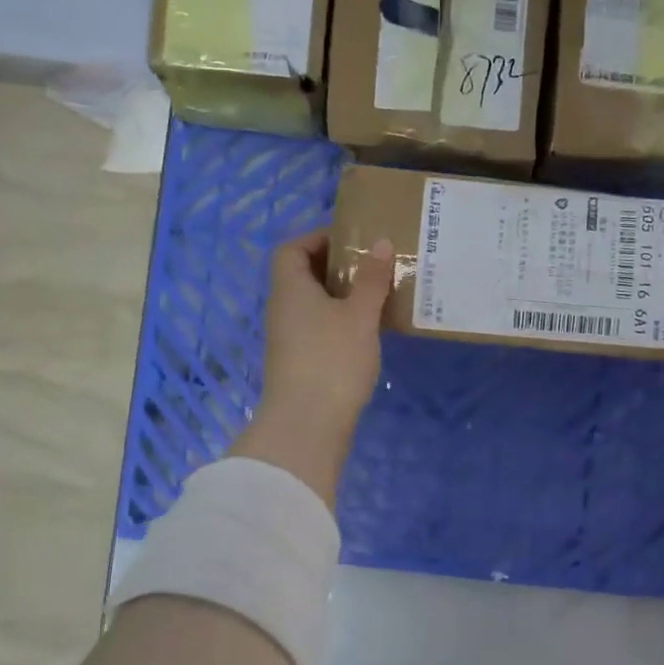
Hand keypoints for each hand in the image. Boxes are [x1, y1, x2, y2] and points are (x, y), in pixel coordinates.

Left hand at [229, 230, 394, 507]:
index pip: (291, 249)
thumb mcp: (359, 315)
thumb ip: (371, 279)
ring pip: (313, 304)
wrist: (306, 425)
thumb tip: (379, 243)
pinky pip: (318, 328)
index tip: (352, 242)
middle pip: (302, 275)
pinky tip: (367, 331)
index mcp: (290, 289)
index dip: (317, 239)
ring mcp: (289, 339)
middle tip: (372, 267)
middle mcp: (283, 309)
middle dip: (336, 267)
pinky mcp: (300, 363)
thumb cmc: (332, 360)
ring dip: (341, 296)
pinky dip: (339, 321)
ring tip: (377, 295)